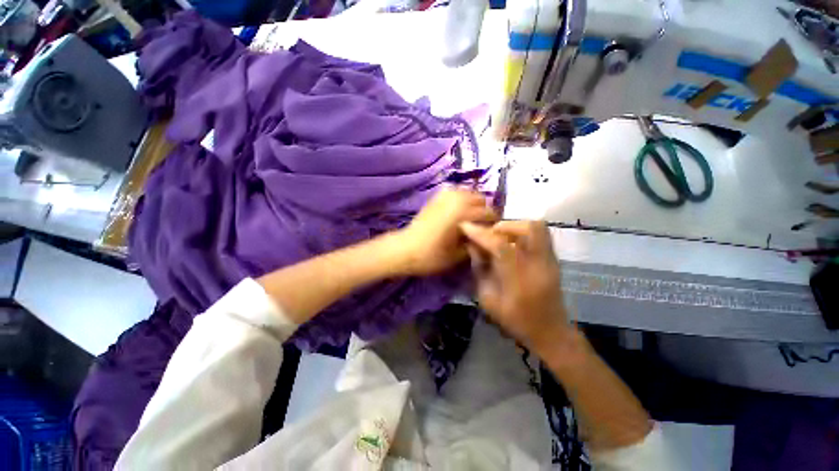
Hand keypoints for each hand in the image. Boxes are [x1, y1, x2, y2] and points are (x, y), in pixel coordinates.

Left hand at [397, 188, 497, 275]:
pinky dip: (461, 198)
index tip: (494, 233)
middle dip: (485, 211)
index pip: (489, 213)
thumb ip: (476, 244)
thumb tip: (487, 237)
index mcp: (463, 213)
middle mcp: (456, 200)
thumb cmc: (431, 255)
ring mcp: (444, 196)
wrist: (405, 248)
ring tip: (471, 217)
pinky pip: (455, 191)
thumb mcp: (457, 255)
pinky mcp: (436, 198)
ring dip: (473, 203)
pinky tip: (458, 210)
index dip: (494, 223)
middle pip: (481, 199)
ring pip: (468, 192)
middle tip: (482, 225)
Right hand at [460, 220, 567, 351]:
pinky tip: (511, 243)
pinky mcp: (554, 259)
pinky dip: (522, 232)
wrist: (550, 333)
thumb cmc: (516, 321)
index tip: (465, 226)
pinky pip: (540, 234)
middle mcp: (538, 265)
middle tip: (488, 234)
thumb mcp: (488, 300)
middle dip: (503, 225)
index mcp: (519, 280)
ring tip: (500, 236)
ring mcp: (550, 261)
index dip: (480, 234)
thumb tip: (472, 246)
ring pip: (538, 227)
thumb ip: (480, 270)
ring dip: (514, 226)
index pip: (500, 246)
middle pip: (528, 228)